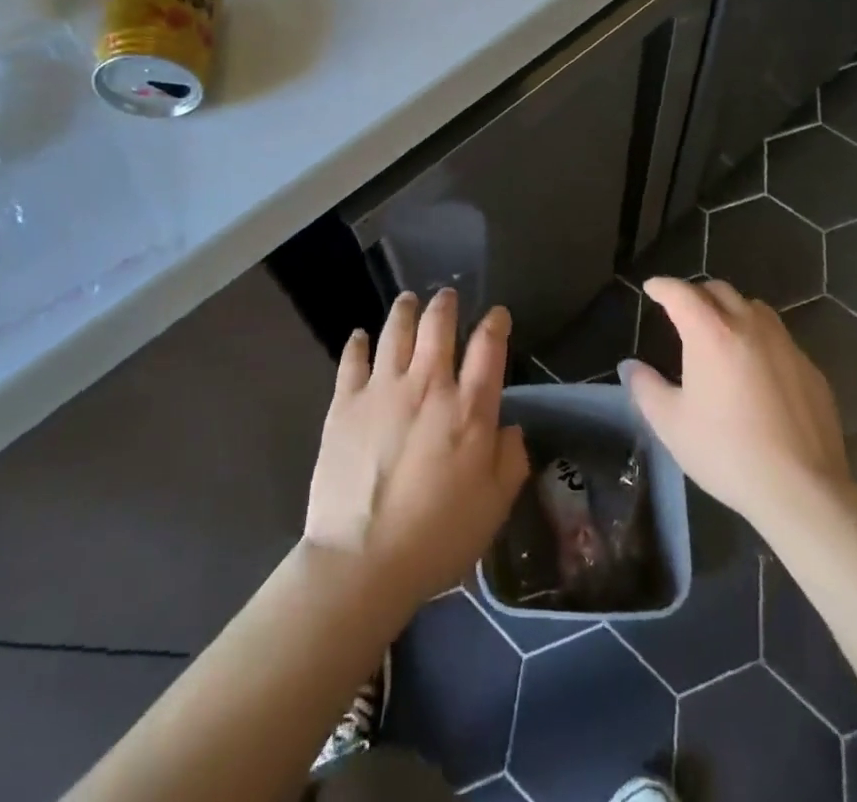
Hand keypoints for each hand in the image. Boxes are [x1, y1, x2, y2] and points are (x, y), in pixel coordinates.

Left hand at [303, 289, 530, 612]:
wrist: (362, 560)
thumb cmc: (437, 537)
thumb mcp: (494, 507)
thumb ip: (511, 460)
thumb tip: (510, 428)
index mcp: (468, 409)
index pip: (488, 347)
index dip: (495, 323)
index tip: (497, 315)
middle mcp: (428, 385)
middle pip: (438, 325)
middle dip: (445, 305)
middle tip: (447, 296)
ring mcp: (383, 389)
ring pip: (395, 330)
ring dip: (404, 310)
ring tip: (408, 301)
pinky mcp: (345, 403)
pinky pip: (352, 360)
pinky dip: (357, 343)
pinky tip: (359, 336)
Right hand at [622, 278, 849, 532]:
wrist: (802, 490)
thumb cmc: (726, 452)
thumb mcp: (671, 424)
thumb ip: (646, 388)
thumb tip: (632, 367)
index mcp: (711, 333)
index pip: (681, 293)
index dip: (663, 286)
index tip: (652, 288)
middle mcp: (750, 326)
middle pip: (720, 291)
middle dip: (697, 294)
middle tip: (683, 311)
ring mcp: (786, 345)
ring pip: (755, 308)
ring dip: (732, 310)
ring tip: (721, 332)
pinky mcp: (811, 369)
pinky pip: (780, 339)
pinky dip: (760, 340)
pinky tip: (757, 370)